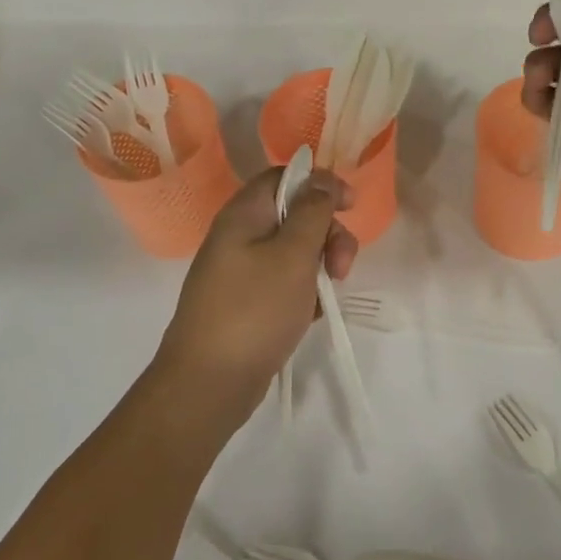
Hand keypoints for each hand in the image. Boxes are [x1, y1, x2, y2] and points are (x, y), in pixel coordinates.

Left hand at [155, 166, 356, 424]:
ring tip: (326, 297)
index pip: (285, 176)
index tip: (351, 206)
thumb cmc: (255, 310)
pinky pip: (285, 281)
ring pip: (294, 251)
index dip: (321, 184)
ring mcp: (241, 270)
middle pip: (295, 214)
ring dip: (320, 266)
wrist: (209, 383)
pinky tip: (311, 314)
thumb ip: (312, 211)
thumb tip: (320, 178)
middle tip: (342, 267)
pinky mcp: (247, 300)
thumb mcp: (293, 255)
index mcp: (244, 214)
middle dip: (327, 234)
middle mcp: (240, 235)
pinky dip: (304, 292)